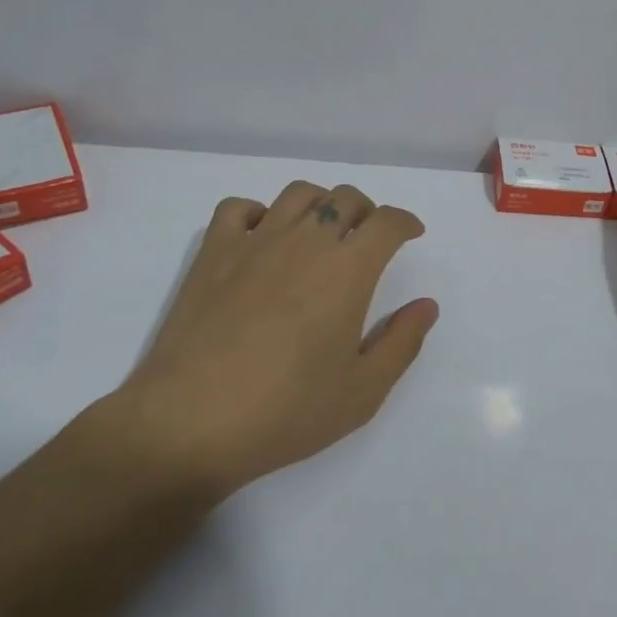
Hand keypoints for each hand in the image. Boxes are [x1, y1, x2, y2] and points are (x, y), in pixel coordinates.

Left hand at [107, 180, 437, 497]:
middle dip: (367, 211)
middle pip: (344, 198)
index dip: (405, 222)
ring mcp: (254, 242)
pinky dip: (258, 212)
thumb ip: (402, 343)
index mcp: (347, 270)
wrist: (190, 423)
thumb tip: (426, 305)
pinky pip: (238, 208)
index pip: (387, 222)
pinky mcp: (213, 254)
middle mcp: (305, 241)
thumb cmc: (286, 411)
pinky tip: (262, 238)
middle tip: (368, 239)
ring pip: (297, 194)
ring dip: (320, 203)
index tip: (411, 234)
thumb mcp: (363, 391)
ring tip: (321, 231)